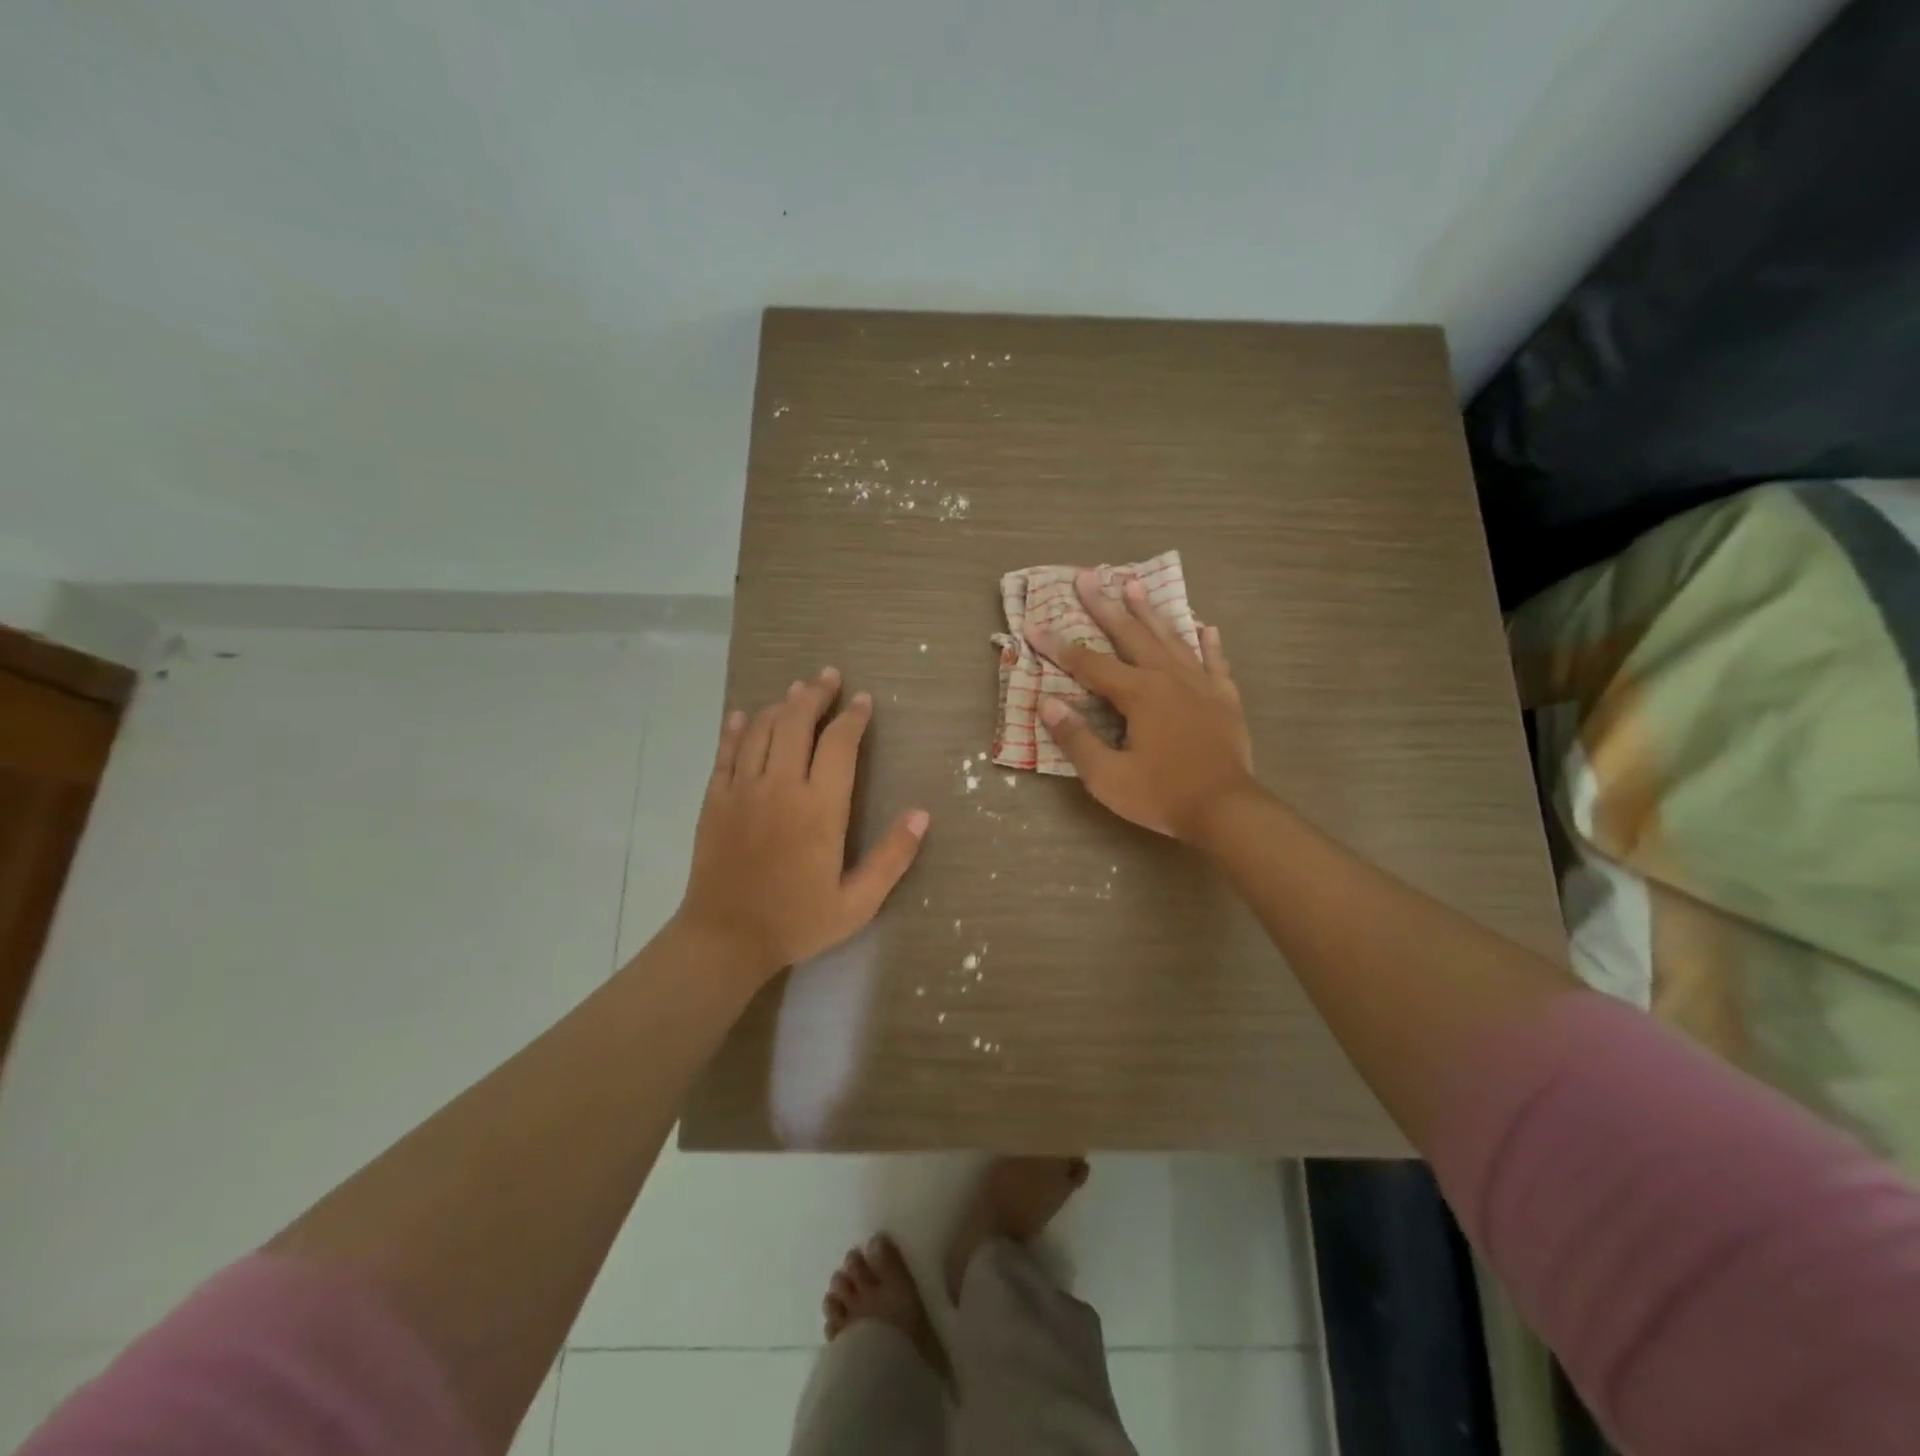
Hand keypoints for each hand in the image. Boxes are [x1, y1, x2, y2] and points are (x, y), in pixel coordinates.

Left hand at [675, 668, 929, 980]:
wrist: (725, 939)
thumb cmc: (797, 921)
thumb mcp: (858, 902)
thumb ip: (892, 857)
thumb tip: (921, 814)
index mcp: (819, 807)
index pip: (839, 743)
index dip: (853, 717)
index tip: (863, 701)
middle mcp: (780, 786)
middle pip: (796, 722)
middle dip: (815, 694)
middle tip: (828, 676)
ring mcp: (742, 790)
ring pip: (761, 730)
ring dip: (780, 705)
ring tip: (796, 690)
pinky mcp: (715, 800)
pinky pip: (725, 752)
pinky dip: (735, 729)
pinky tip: (743, 715)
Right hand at [1029, 571, 1255, 838]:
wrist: (1227, 810)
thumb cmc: (1162, 795)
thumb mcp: (1107, 777)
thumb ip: (1076, 738)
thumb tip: (1048, 703)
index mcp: (1138, 694)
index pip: (1088, 663)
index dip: (1057, 645)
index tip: (1033, 625)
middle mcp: (1168, 678)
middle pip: (1131, 634)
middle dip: (1105, 605)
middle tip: (1088, 576)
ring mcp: (1200, 685)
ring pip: (1171, 639)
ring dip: (1150, 612)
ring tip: (1135, 584)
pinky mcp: (1225, 699)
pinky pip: (1215, 662)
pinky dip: (1208, 644)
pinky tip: (1205, 628)